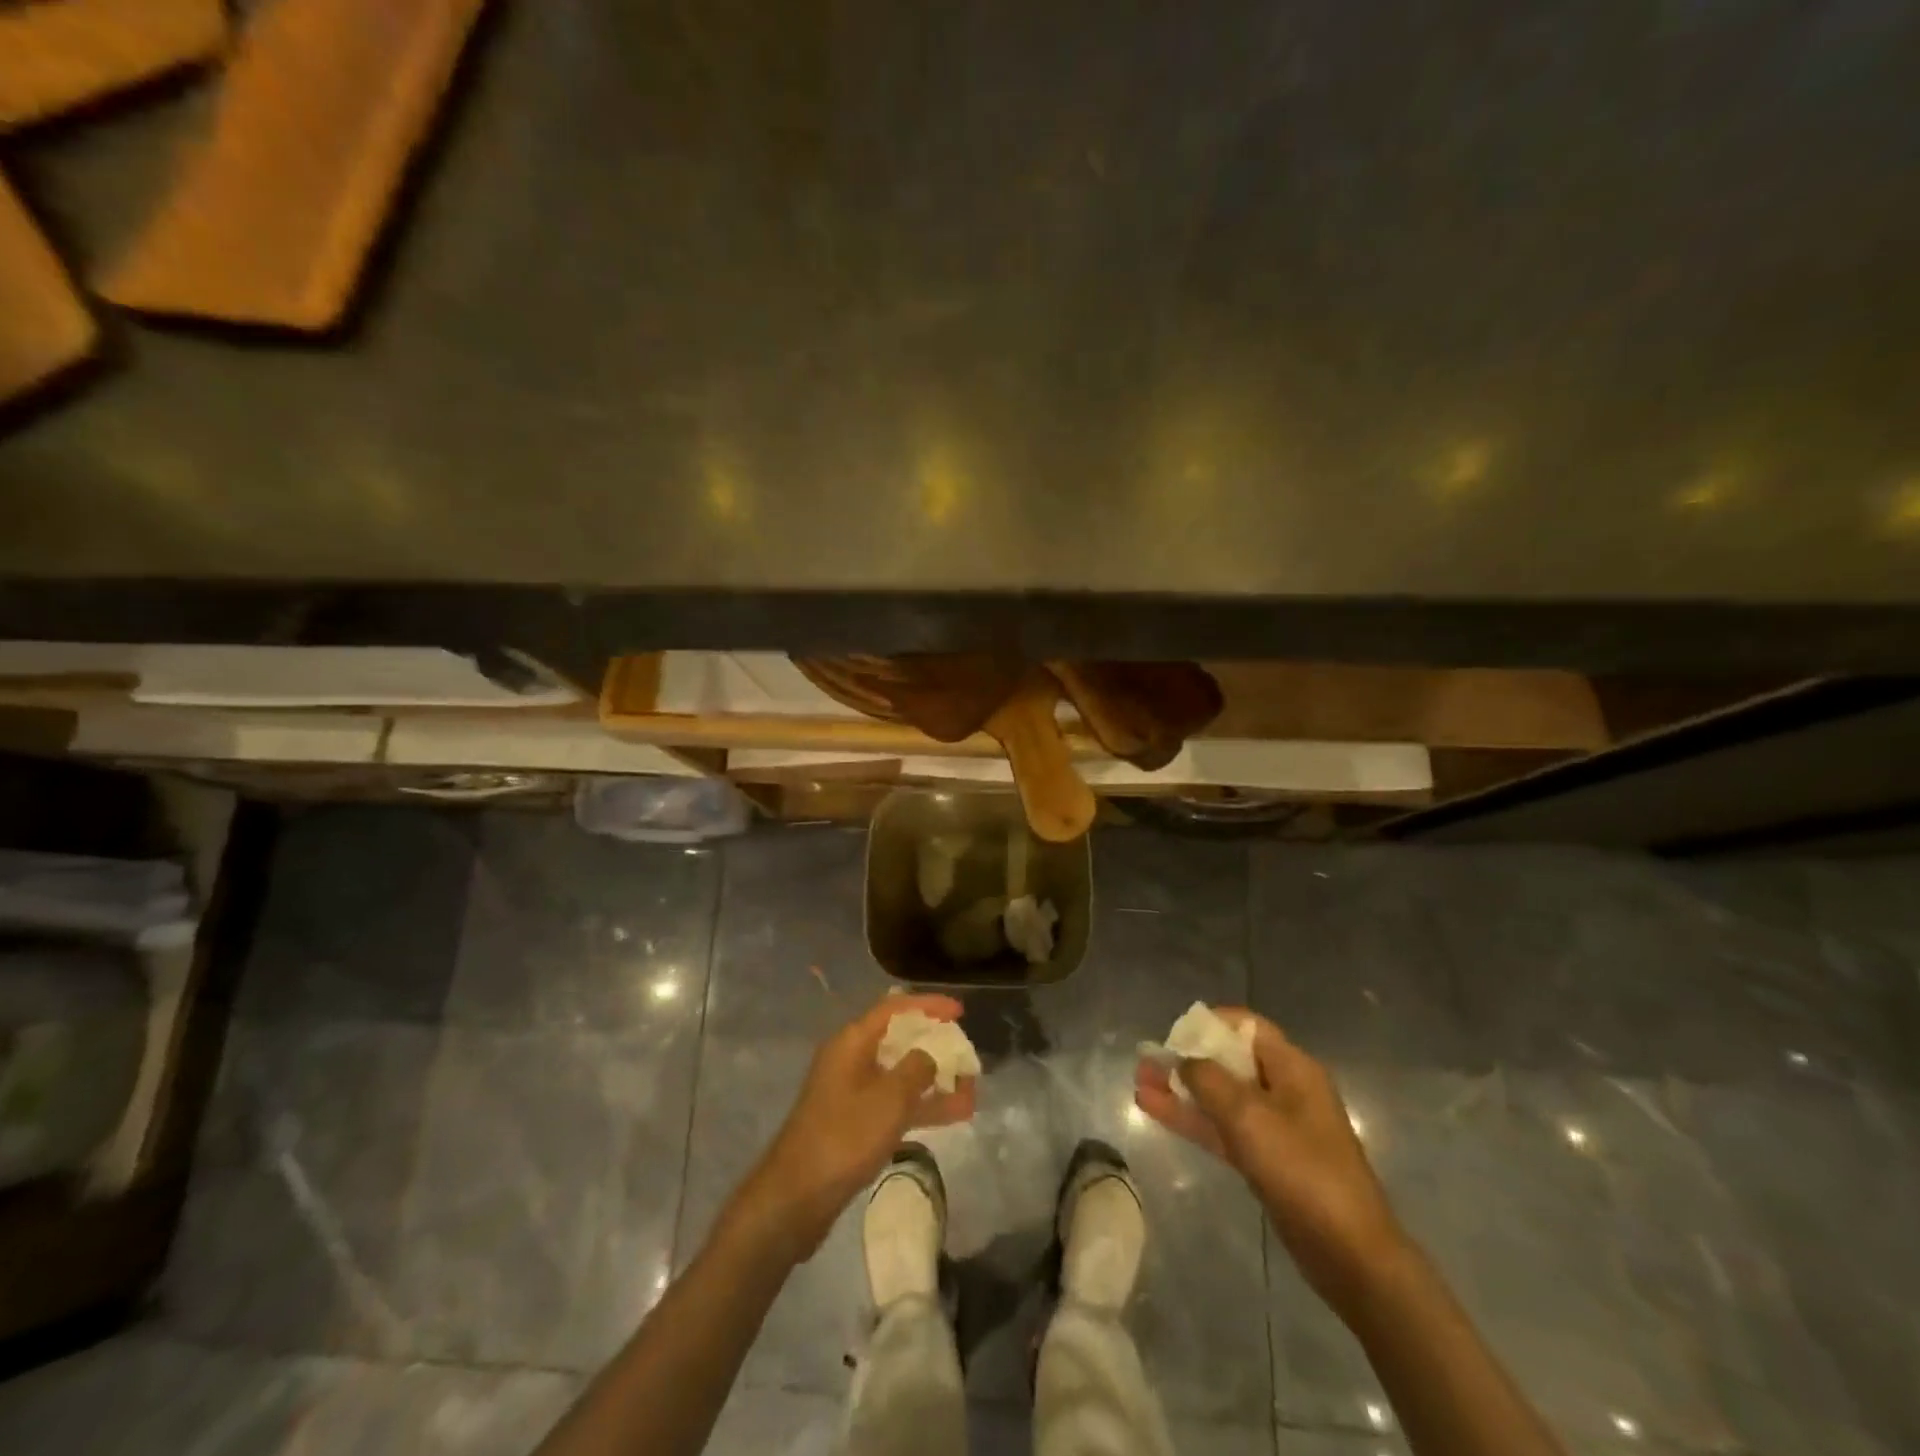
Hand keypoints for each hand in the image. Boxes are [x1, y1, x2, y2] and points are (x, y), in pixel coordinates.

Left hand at [727, 994, 975, 1262]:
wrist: (796, 1197)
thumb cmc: (844, 1136)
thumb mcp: (889, 1097)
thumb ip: (917, 1067)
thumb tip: (929, 1055)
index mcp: (853, 1041)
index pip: (895, 1008)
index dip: (929, 1005)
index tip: (961, 1011)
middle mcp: (851, 1059)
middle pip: (900, 1039)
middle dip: (936, 1046)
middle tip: (967, 1056)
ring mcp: (852, 1092)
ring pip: (901, 1074)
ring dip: (935, 1080)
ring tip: (972, 1090)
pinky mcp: (855, 1122)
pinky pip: (895, 1102)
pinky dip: (922, 1105)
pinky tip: (955, 1114)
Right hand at [1134, 1008, 1405, 1309]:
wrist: (1350, 1255)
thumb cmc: (1303, 1172)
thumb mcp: (1249, 1117)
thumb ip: (1209, 1080)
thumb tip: (1183, 1060)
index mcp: (1292, 1068)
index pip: (1246, 1026)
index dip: (1208, 1024)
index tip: (1172, 1035)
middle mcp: (1285, 1089)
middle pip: (1229, 1060)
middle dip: (1186, 1059)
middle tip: (1145, 1062)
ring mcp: (1276, 1127)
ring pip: (1221, 1097)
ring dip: (1182, 1090)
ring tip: (1139, 1084)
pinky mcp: (1267, 1160)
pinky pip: (1223, 1128)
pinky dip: (1193, 1119)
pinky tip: (1156, 1111)